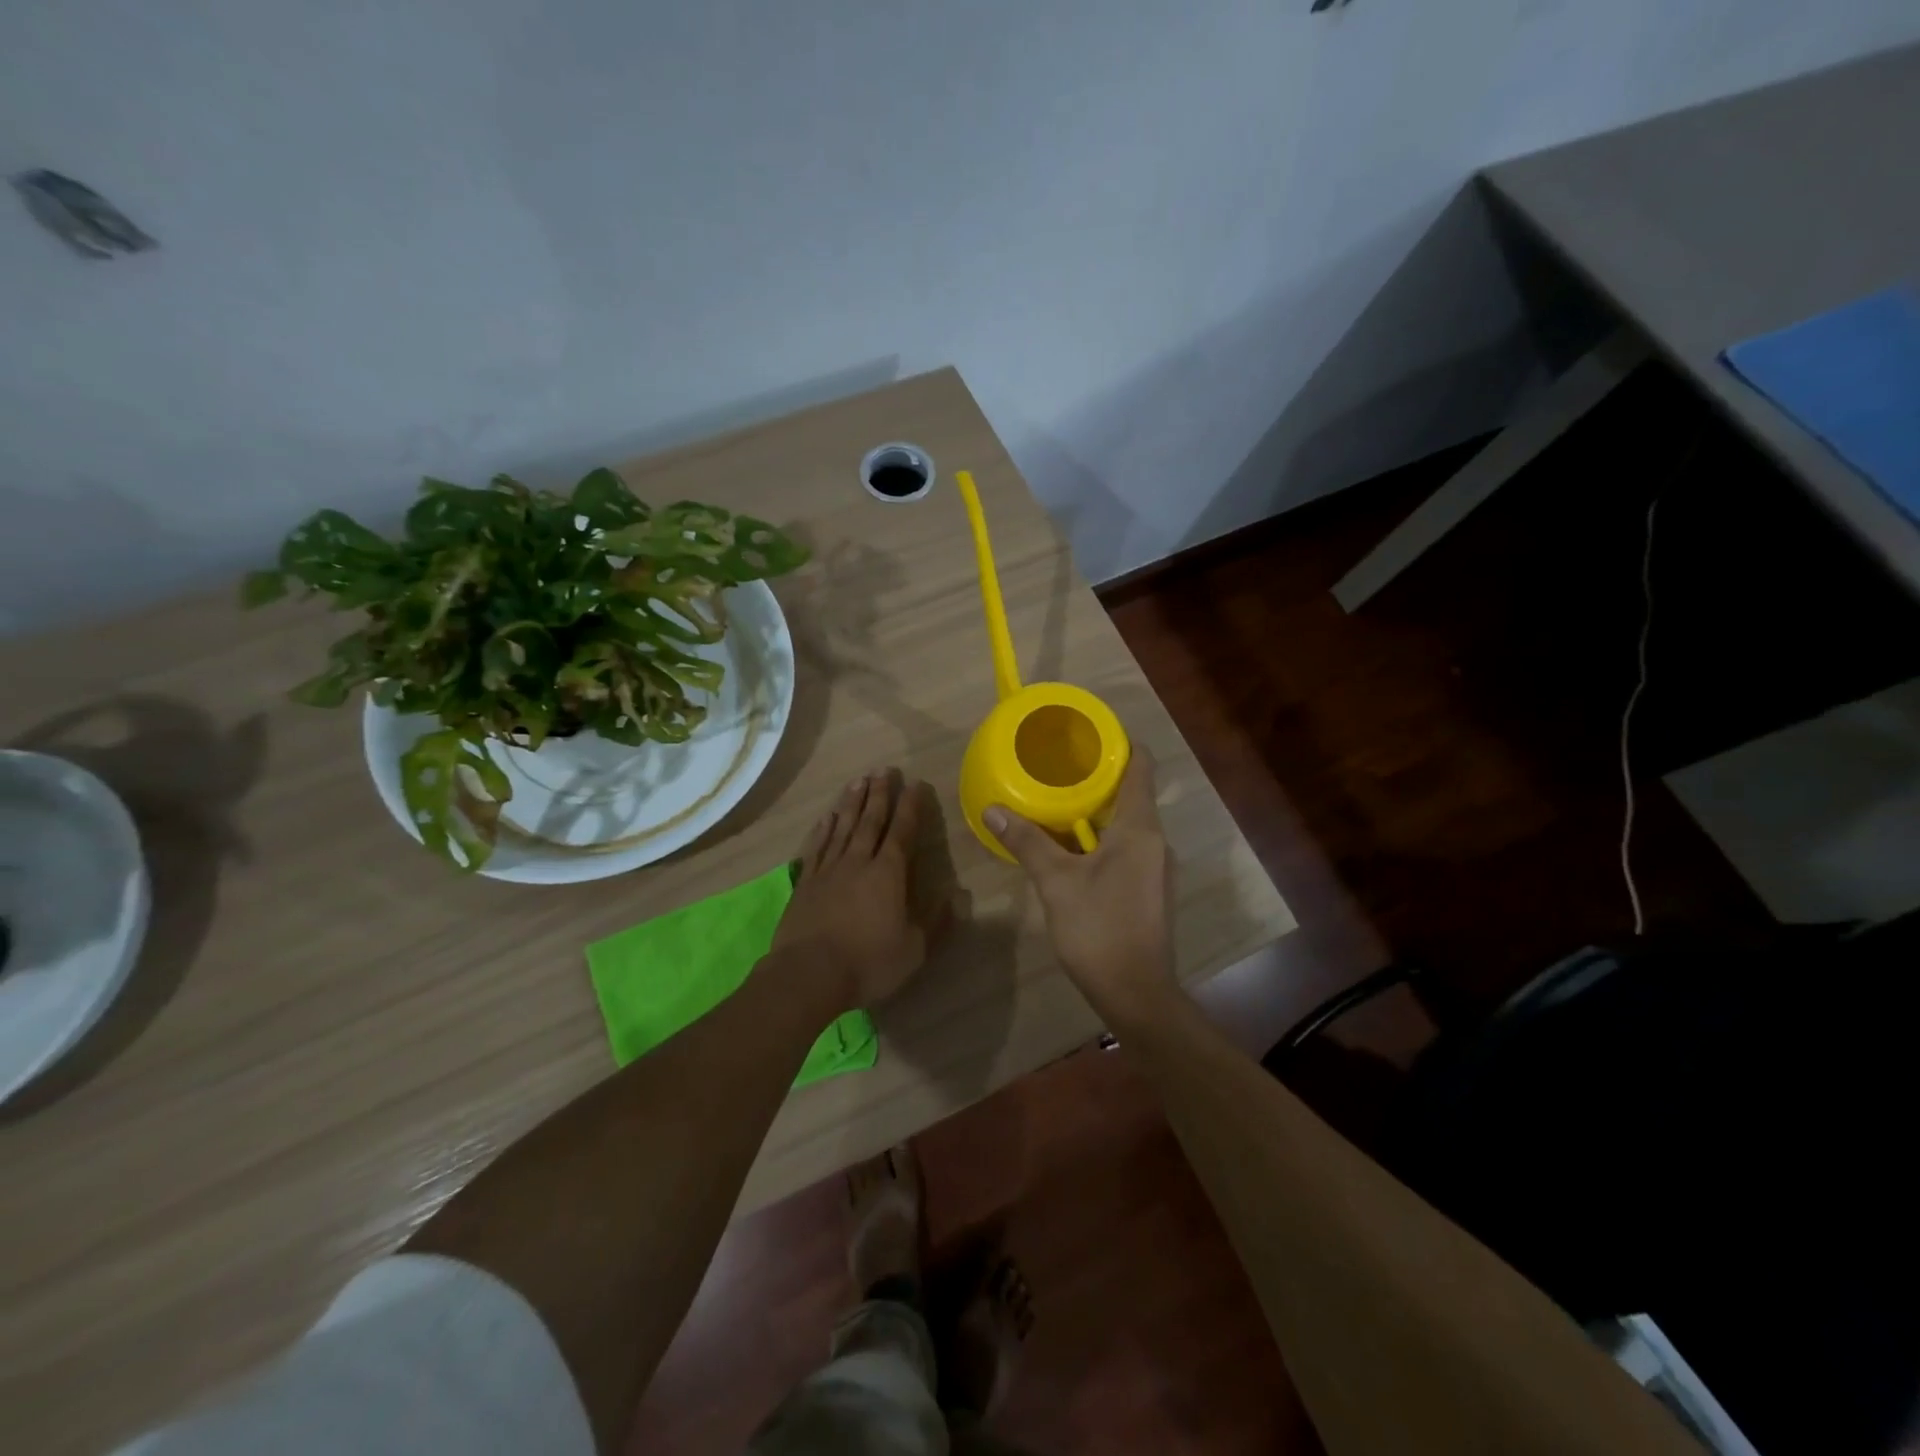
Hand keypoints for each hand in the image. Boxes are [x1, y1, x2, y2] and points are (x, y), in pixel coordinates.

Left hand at [773, 768, 942, 1010]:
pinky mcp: (806, 882)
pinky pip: (817, 846)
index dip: (911, 807)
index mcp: (888, 873)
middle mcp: (859, 861)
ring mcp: (828, 869)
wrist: (808, 974)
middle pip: (871, 820)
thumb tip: (961, 896)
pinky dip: (824, 828)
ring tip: (859, 780)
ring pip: (843, 826)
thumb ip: (937, 922)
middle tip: (885, 770)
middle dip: (880, 793)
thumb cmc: (868, 962)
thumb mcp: (914, 950)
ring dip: (852, 802)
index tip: (916, 784)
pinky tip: (828, 816)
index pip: (903, 831)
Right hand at [984, 748, 1177, 1020]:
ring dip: (1097, 810)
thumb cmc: (1099, 929)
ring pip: (1128, 823)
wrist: (1136, 993)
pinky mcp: (1149, 889)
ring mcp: (1155, 867)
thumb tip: (994, 809)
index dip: (1120, 743)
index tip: (1089, 733)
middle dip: (1098, 777)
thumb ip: (1027, 842)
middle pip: (1132, 793)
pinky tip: (1072, 847)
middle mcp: (1156, 841)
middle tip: (1059, 765)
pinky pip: (1127, 847)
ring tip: (1059, 801)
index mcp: (1140, 829)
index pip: (1141, 767)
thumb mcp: (1057, 882)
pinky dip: (1101, 837)